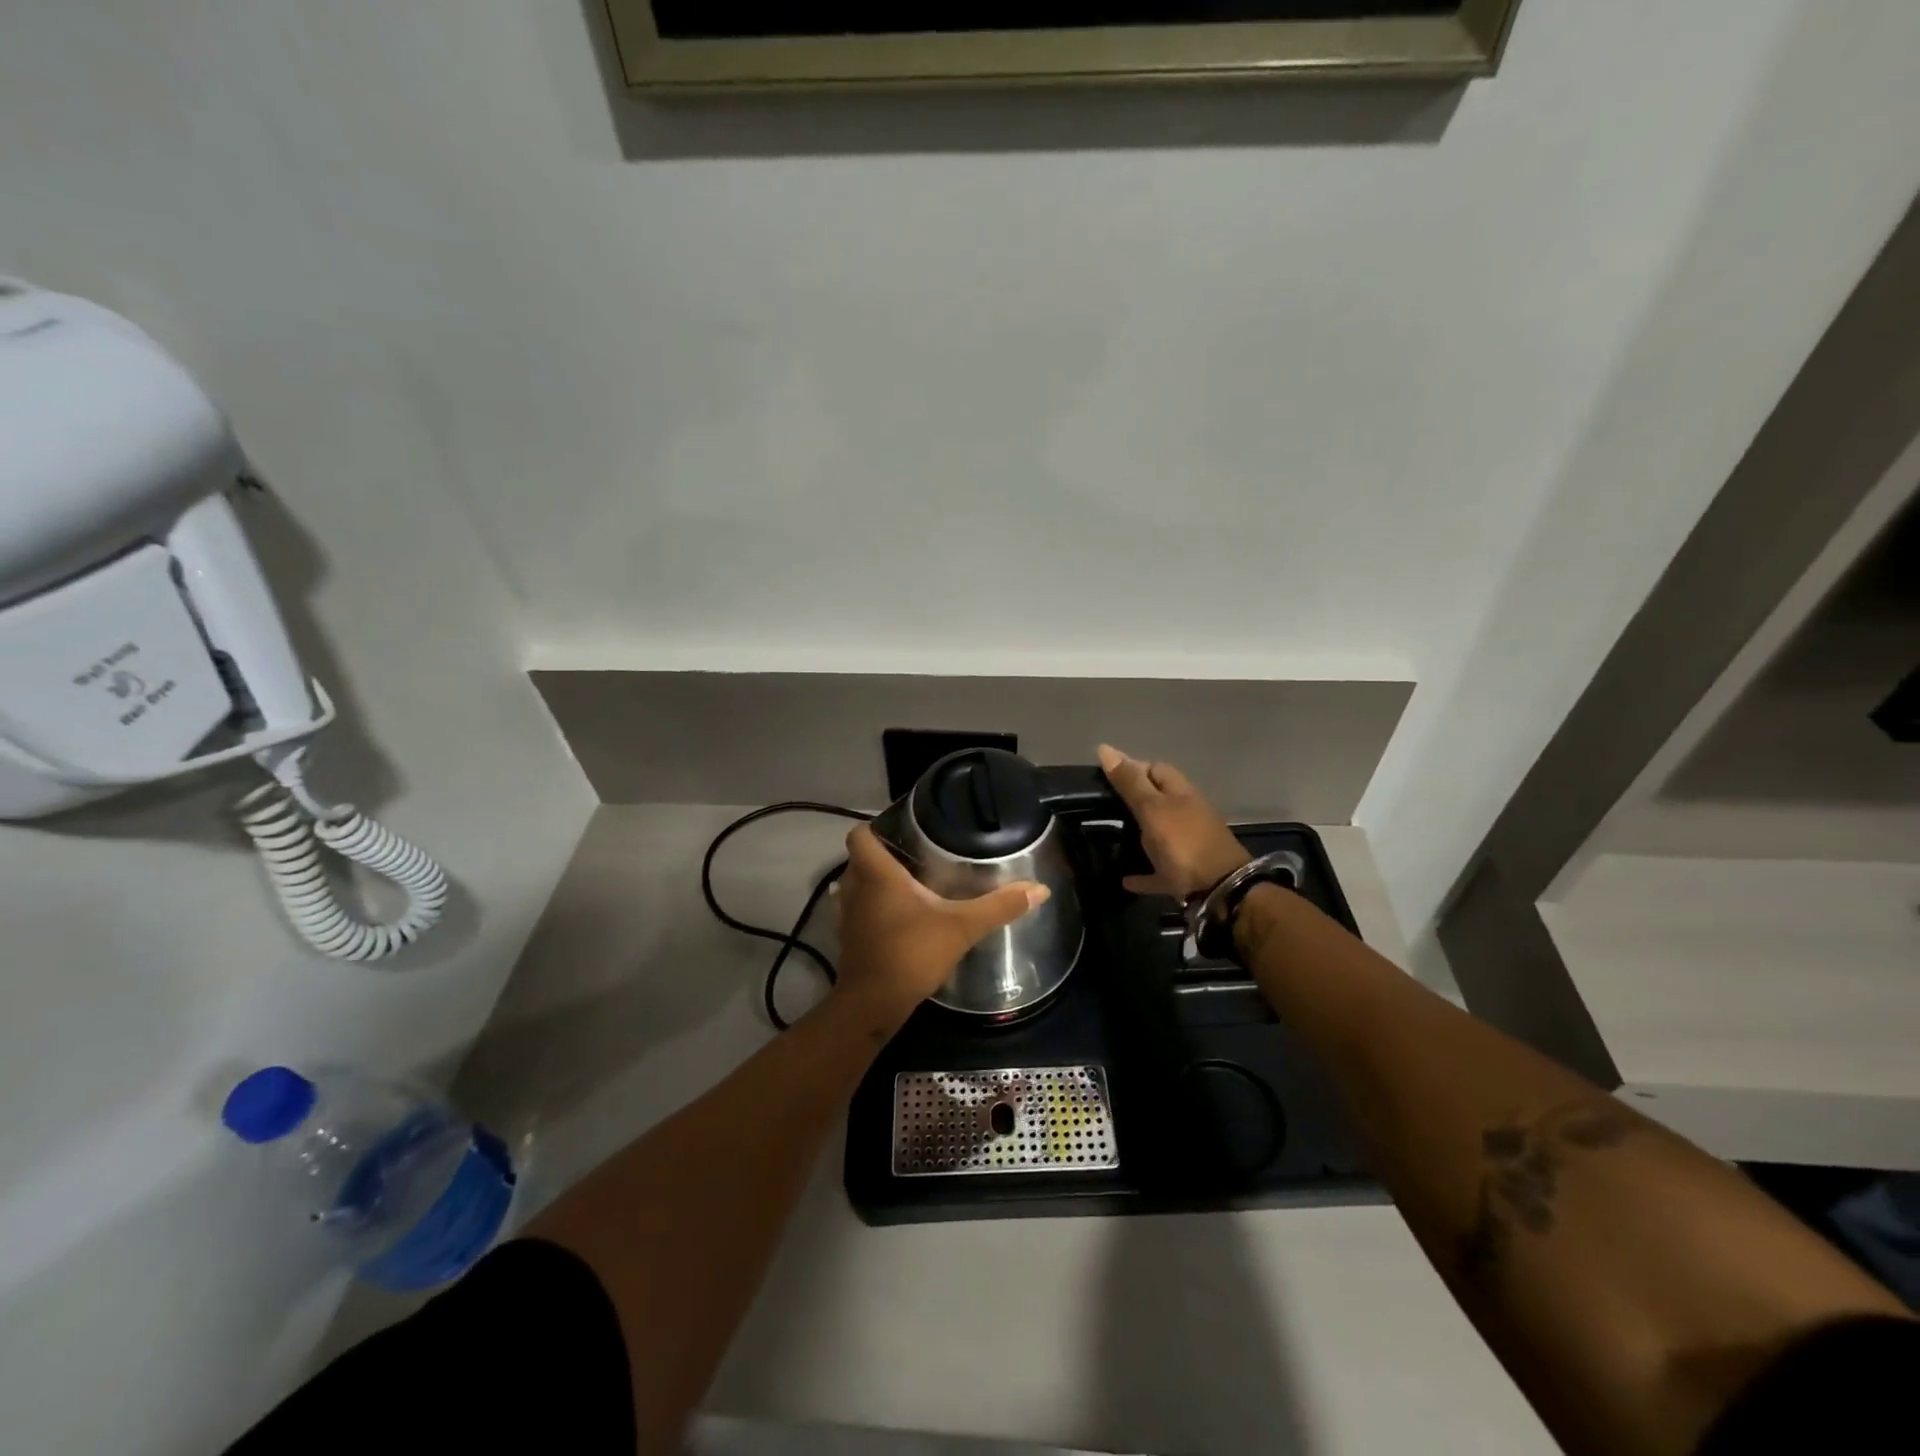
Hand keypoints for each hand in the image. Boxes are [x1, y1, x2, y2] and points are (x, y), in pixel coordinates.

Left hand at [833, 824, 1049, 1022]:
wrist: (873, 1004)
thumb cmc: (912, 953)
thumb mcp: (962, 927)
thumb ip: (998, 906)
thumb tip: (1040, 889)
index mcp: (876, 874)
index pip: (860, 835)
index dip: (876, 826)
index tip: (902, 826)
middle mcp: (855, 888)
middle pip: (860, 858)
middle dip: (883, 853)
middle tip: (917, 852)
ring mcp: (847, 915)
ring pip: (856, 885)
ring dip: (876, 882)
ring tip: (910, 881)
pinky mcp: (848, 939)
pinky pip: (858, 910)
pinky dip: (873, 907)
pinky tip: (900, 916)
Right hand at [1097, 744, 1250, 899]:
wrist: (1220, 891)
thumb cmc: (1183, 843)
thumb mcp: (1152, 808)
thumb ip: (1130, 782)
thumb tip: (1106, 749)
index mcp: (1181, 793)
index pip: (1156, 768)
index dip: (1132, 767)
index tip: (1105, 776)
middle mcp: (1187, 814)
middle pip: (1158, 800)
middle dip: (1133, 800)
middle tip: (1101, 806)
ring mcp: (1188, 845)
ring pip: (1159, 834)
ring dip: (1138, 835)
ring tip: (1109, 838)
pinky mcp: (1186, 875)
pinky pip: (1160, 870)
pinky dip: (1144, 872)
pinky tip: (1125, 879)